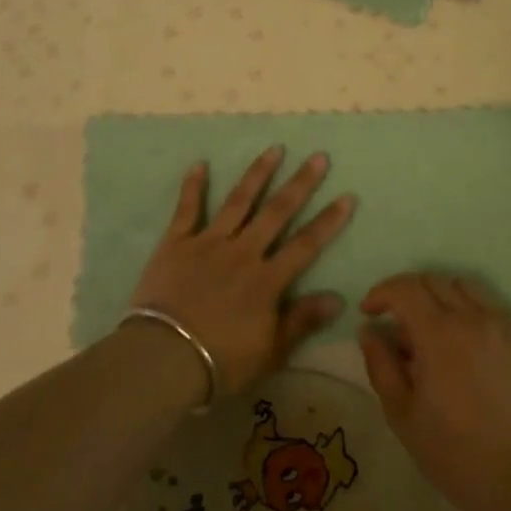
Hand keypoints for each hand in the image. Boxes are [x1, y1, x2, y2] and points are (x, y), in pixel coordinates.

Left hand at [129, 147, 353, 395]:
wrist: (163, 357)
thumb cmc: (220, 361)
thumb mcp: (270, 352)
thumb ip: (301, 321)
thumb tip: (338, 298)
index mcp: (266, 280)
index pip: (306, 245)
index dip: (328, 221)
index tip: (347, 196)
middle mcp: (242, 252)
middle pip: (276, 212)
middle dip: (300, 183)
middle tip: (318, 157)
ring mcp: (208, 243)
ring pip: (238, 201)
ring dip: (258, 174)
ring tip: (274, 148)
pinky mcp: (176, 243)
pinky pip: (186, 209)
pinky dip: (193, 186)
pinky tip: (200, 164)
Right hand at [358, 275, 510, 510]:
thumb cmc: (450, 452)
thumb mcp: (400, 412)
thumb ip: (380, 364)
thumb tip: (369, 330)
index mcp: (439, 334)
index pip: (405, 288)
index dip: (382, 293)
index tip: (369, 312)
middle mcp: (474, 318)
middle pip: (434, 280)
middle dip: (408, 294)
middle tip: (398, 323)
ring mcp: (505, 325)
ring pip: (466, 287)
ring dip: (441, 297)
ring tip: (434, 329)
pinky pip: (494, 308)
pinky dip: (473, 314)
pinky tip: (468, 344)